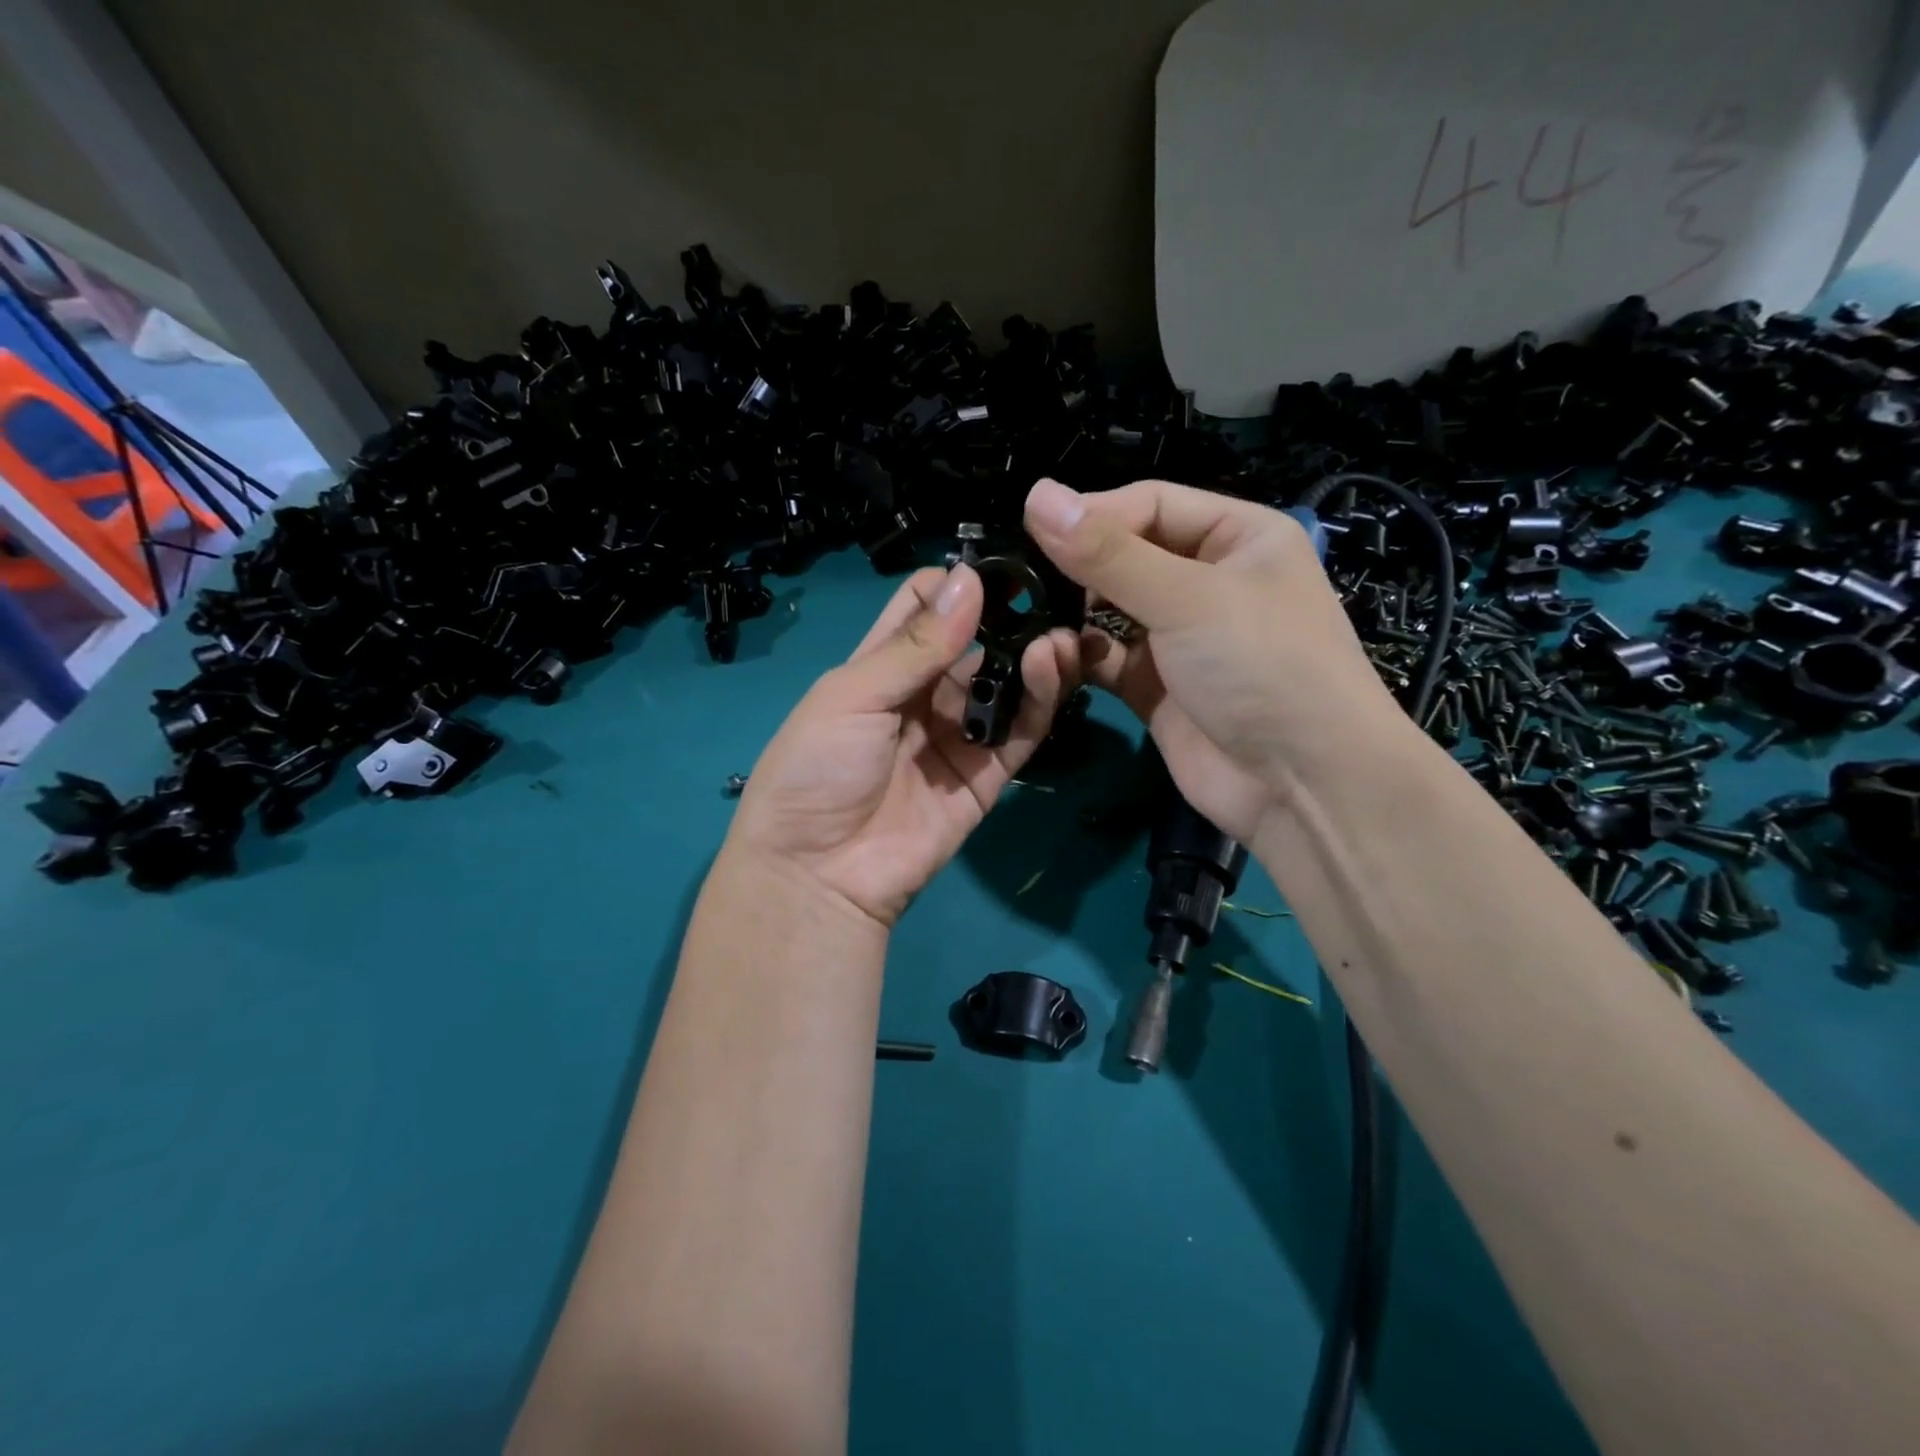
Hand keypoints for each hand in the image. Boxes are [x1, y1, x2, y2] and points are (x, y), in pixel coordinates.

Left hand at [727, 563, 1079, 927]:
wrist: (818, 873)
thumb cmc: (816, 770)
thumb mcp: (852, 696)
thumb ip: (914, 646)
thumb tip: (968, 579)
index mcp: (880, 668)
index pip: (926, 611)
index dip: (959, 585)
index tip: (1002, 562)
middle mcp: (923, 697)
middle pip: (976, 647)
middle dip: (1010, 619)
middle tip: (1054, 592)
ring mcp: (957, 737)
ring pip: (1005, 687)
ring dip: (1033, 657)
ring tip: (1059, 631)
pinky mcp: (986, 778)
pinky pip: (1020, 733)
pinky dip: (1041, 702)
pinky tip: (1053, 667)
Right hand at [1023, 476, 1400, 841]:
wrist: (1301, 785)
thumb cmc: (1262, 667)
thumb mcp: (1188, 598)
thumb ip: (1108, 553)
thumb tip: (1036, 494)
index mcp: (1236, 537)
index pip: (1149, 505)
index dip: (1094, 515)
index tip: (1034, 531)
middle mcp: (1207, 581)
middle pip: (1124, 557)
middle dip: (1078, 569)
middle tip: (1026, 581)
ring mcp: (1178, 638)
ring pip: (1108, 610)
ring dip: (1073, 615)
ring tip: (1037, 622)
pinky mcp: (1154, 687)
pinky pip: (1105, 658)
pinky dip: (1078, 658)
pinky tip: (1053, 659)